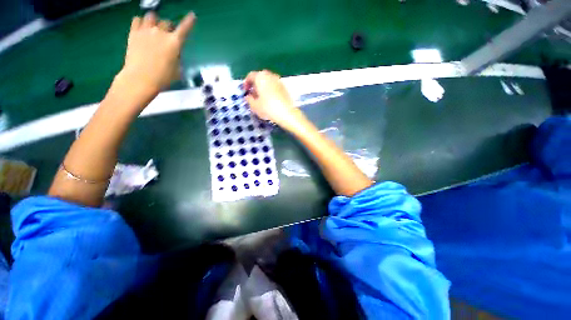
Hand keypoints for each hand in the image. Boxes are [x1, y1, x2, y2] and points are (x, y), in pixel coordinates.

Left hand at [118, 12, 195, 95]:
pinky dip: (140, 22)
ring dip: (154, 21)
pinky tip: (141, 28)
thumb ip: (176, 57)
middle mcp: (161, 33)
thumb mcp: (176, 70)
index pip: (184, 29)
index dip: (189, 21)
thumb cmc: (163, 77)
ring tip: (152, 28)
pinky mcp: (133, 33)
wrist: (141, 78)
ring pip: (151, 16)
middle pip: (166, 22)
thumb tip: (173, 53)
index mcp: (174, 43)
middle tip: (166, 35)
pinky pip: (137, 19)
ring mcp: (146, 31)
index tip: (192, 15)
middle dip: (168, 27)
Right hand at [244, 70, 304, 131]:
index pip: (250, 76)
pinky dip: (270, 90)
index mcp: (260, 77)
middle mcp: (270, 75)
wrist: (287, 113)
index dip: (246, 83)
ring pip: (268, 81)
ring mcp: (279, 81)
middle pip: (260, 77)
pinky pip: (274, 86)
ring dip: (263, 88)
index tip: (245, 91)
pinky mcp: (285, 88)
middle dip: (255, 85)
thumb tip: (248, 96)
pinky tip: (270, 100)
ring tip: (262, 98)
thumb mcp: (255, 106)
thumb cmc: (268, 108)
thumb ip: (249, 99)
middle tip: (253, 95)